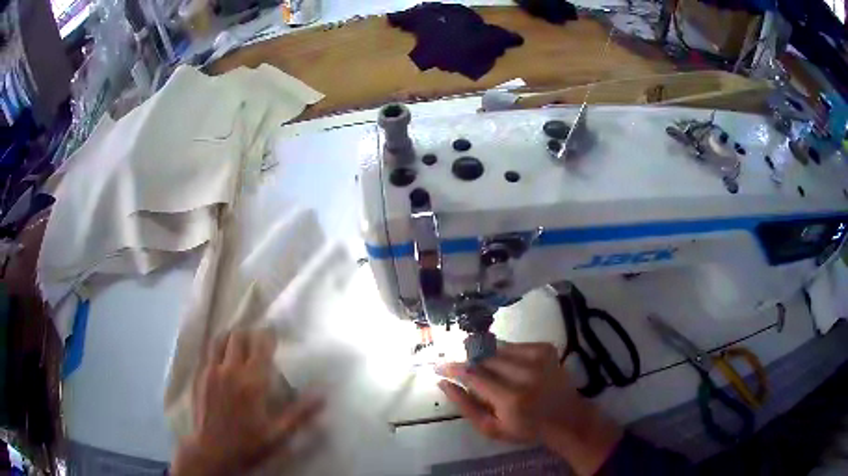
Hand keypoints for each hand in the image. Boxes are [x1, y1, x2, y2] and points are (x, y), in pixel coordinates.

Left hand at [172, 330, 323, 475]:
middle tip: (258, 342)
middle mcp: (230, 370)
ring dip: (232, 337)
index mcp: (252, 382)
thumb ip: (300, 412)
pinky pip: (208, 351)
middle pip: (239, 336)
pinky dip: (218, 348)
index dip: (269, 335)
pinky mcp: (199, 376)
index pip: (261, 345)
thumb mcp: (279, 433)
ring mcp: (211, 371)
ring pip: (220, 339)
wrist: (212, 451)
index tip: (274, 334)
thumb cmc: (249, 444)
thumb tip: (323, 393)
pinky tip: (222, 358)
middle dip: (250, 334)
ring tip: (239, 344)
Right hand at [437, 342, 621, 475]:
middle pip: (484, 358)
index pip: (473, 376)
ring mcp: (538, 358)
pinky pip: (514, 344)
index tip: (438, 367)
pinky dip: (504, 352)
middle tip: (461, 369)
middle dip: (468, 361)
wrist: (565, 417)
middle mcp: (526, 374)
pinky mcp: (546, 349)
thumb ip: (465, 406)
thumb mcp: (491, 428)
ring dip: (485, 355)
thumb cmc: (526, 428)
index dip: (453, 369)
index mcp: (511, 399)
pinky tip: (506, 364)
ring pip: (498, 348)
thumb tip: (443, 383)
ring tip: (484, 367)